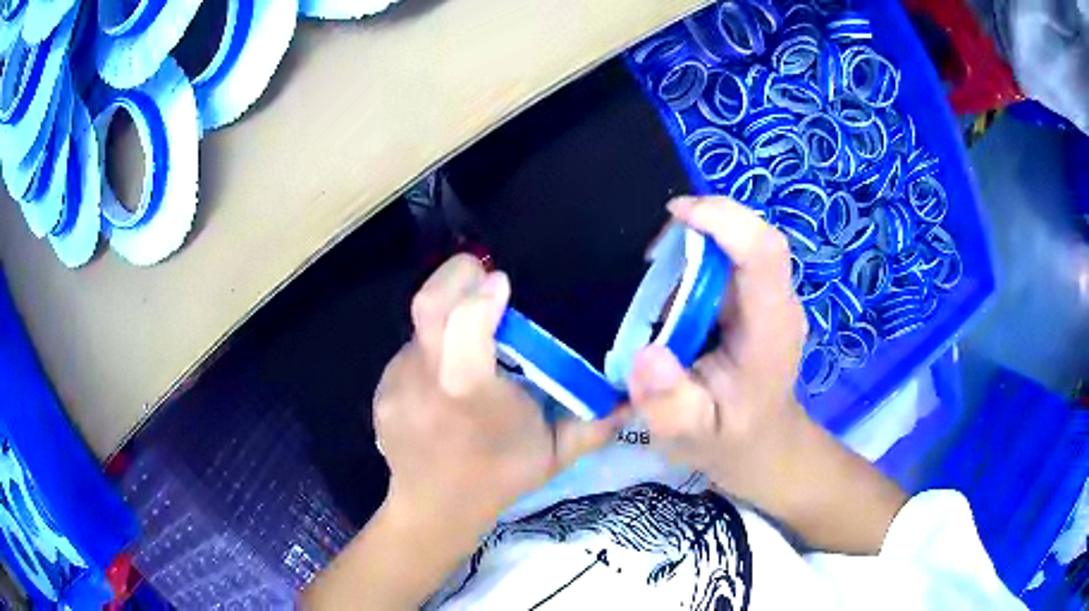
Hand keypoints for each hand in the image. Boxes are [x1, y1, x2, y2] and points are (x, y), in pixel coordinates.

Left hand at [374, 254, 618, 533]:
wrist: (434, 508)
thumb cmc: (499, 478)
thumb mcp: (555, 455)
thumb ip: (596, 425)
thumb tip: (634, 398)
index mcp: (469, 393)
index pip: (465, 324)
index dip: (482, 294)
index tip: (503, 285)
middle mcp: (425, 381)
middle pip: (428, 305)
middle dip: (456, 276)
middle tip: (480, 276)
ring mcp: (396, 382)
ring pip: (420, 328)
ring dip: (447, 321)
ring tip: (468, 349)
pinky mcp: (382, 388)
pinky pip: (410, 352)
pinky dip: (432, 351)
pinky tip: (445, 382)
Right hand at [628, 197, 904, 552]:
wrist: (763, 446)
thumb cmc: (729, 442)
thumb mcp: (689, 439)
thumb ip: (669, 407)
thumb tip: (649, 355)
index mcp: (770, 333)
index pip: (764, 253)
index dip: (725, 220)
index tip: (676, 215)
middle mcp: (779, 306)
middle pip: (755, 237)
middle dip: (704, 225)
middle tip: (653, 255)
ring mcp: (773, 301)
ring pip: (743, 243)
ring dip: (697, 244)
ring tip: (659, 286)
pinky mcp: (760, 300)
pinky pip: (733, 260)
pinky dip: (698, 260)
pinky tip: (675, 296)